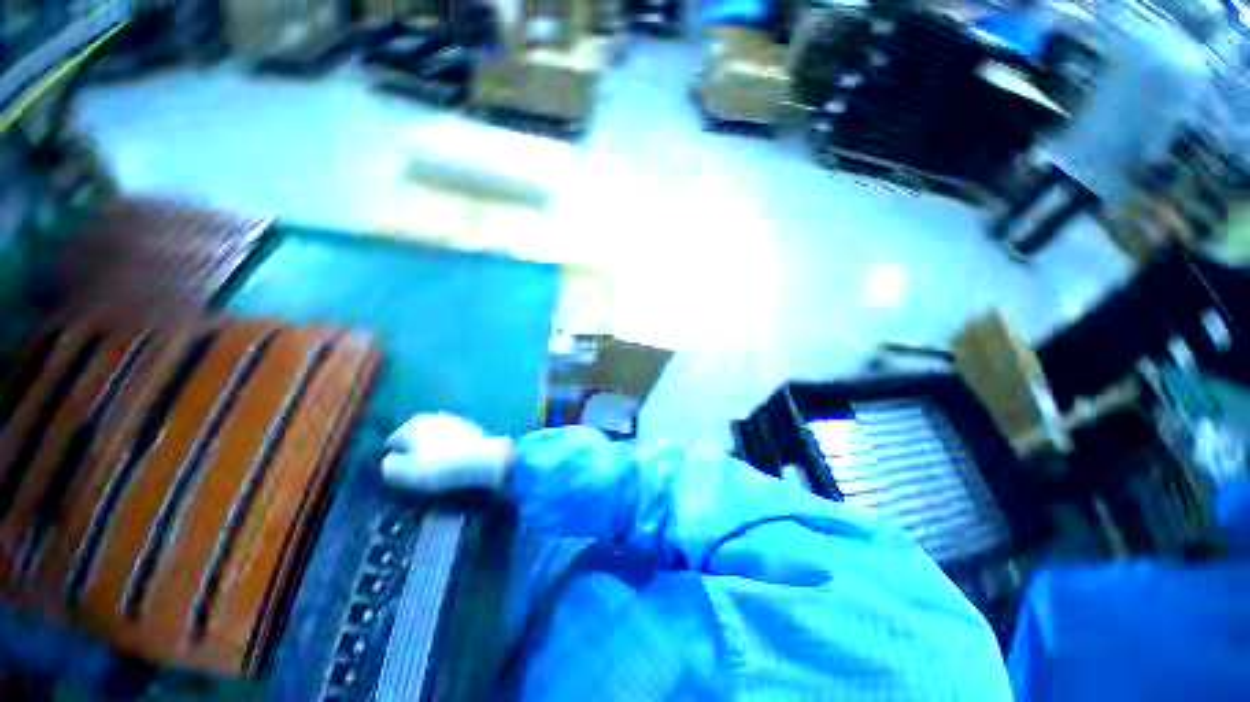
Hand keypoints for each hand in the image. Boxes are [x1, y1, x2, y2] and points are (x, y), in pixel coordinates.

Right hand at [381, 413, 512, 492]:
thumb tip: (390, 461)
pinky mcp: (473, 430)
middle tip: (416, 476)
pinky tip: (455, 467)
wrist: (485, 460)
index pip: (392, 442)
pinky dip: (452, 453)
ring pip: (436, 440)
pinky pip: (454, 444)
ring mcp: (456, 422)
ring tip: (437, 474)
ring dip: (434, 453)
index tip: (396, 478)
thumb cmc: (439, 467)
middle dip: (414, 454)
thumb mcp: (402, 473)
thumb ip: (389, 466)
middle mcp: (433, 417)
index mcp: (412, 424)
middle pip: (416, 439)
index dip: (392, 461)